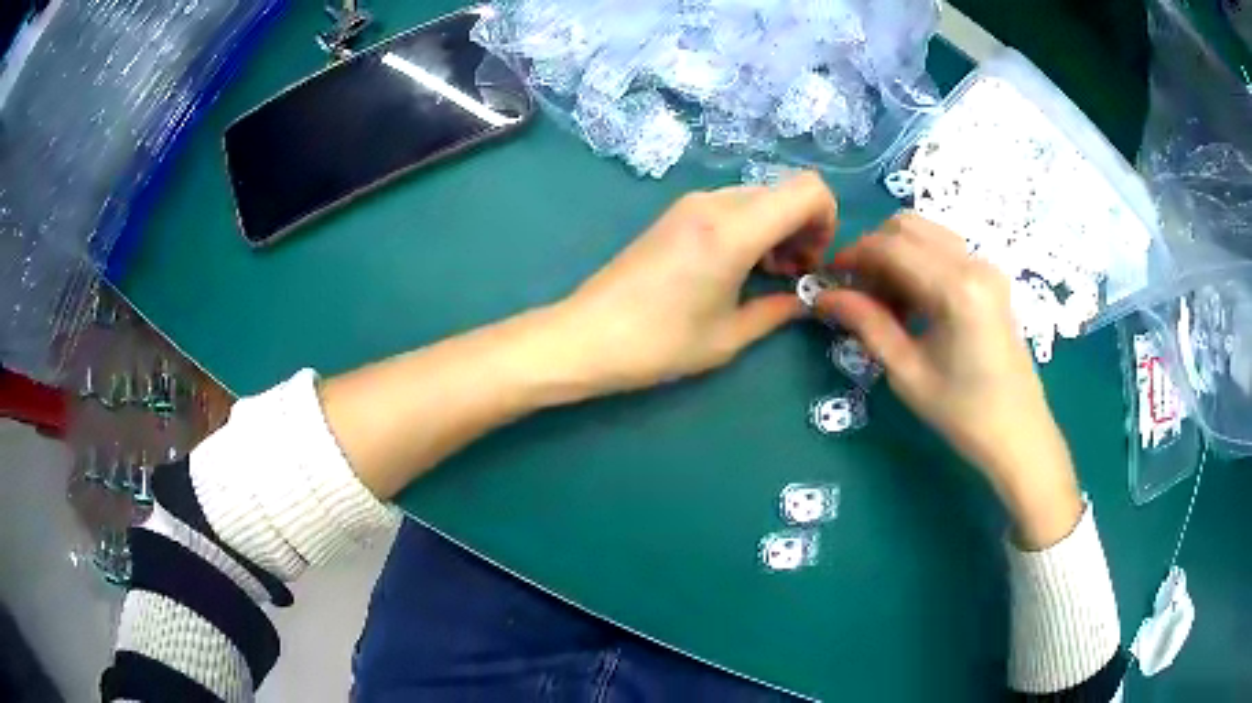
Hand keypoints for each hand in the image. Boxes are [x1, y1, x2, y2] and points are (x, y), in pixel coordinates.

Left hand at [551, 173, 836, 394]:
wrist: (586, 336)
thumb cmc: (659, 344)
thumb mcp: (729, 336)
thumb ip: (778, 310)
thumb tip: (807, 300)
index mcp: (734, 229)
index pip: (809, 190)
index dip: (827, 221)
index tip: (813, 263)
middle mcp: (715, 202)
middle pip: (785, 191)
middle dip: (803, 228)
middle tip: (792, 275)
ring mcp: (691, 204)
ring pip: (759, 197)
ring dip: (778, 228)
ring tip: (767, 274)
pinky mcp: (675, 214)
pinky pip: (732, 205)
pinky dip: (752, 226)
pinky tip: (738, 266)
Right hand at [815, 213, 1081, 548]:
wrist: (1019, 434)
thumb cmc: (963, 413)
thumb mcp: (908, 372)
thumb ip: (867, 324)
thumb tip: (825, 297)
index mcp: (956, 287)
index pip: (890, 246)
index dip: (853, 255)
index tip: (828, 280)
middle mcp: (973, 262)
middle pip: (907, 226)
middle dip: (873, 250)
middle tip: (857, 292)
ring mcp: (986, 266)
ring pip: (926, 233)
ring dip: (896, 254)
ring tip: (885, 302)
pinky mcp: (991, 277)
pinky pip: (944, 250)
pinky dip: (918, 262)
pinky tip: (913, 302)